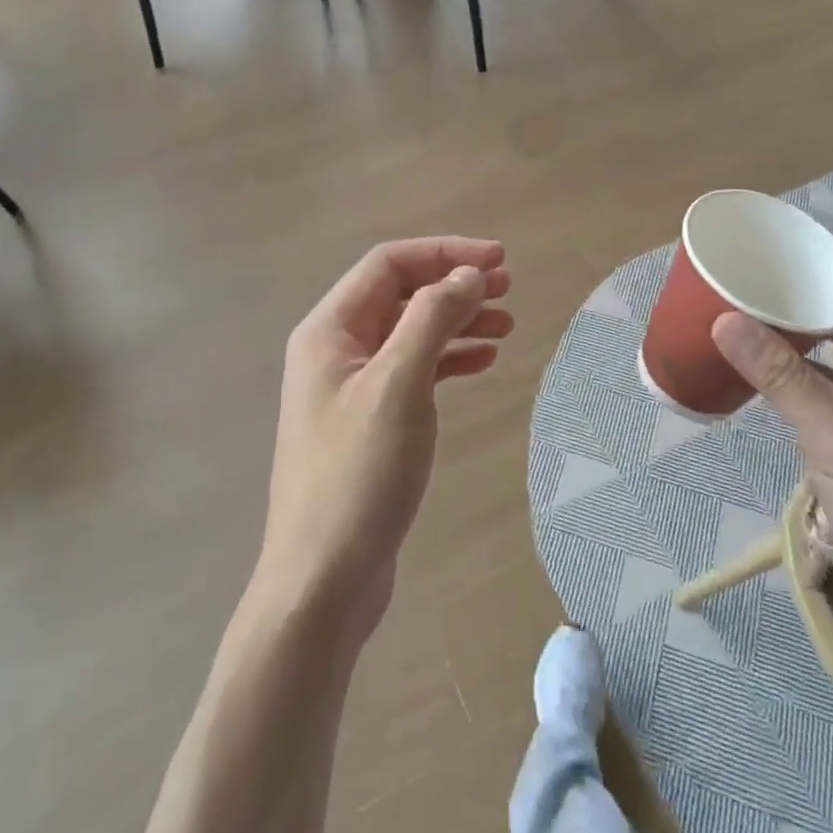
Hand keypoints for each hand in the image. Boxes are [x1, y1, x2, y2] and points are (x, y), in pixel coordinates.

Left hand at [255, 238, 512, 640]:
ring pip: (410, 334)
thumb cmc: (358, 475)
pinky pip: (412, 372)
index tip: (499, 261)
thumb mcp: (398, 386)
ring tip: (506, 326)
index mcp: (328, 330)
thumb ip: (432, 320)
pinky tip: (481, 363)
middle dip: (453, 285)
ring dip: (456, 323)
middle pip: (400, 296)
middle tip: (508, 289)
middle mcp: (335, 350)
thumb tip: (468, 275)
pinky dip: (447, 360)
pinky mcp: (369, 422)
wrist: (324, 579)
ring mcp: (351, 388)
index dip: (444, 253)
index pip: (388, 265)